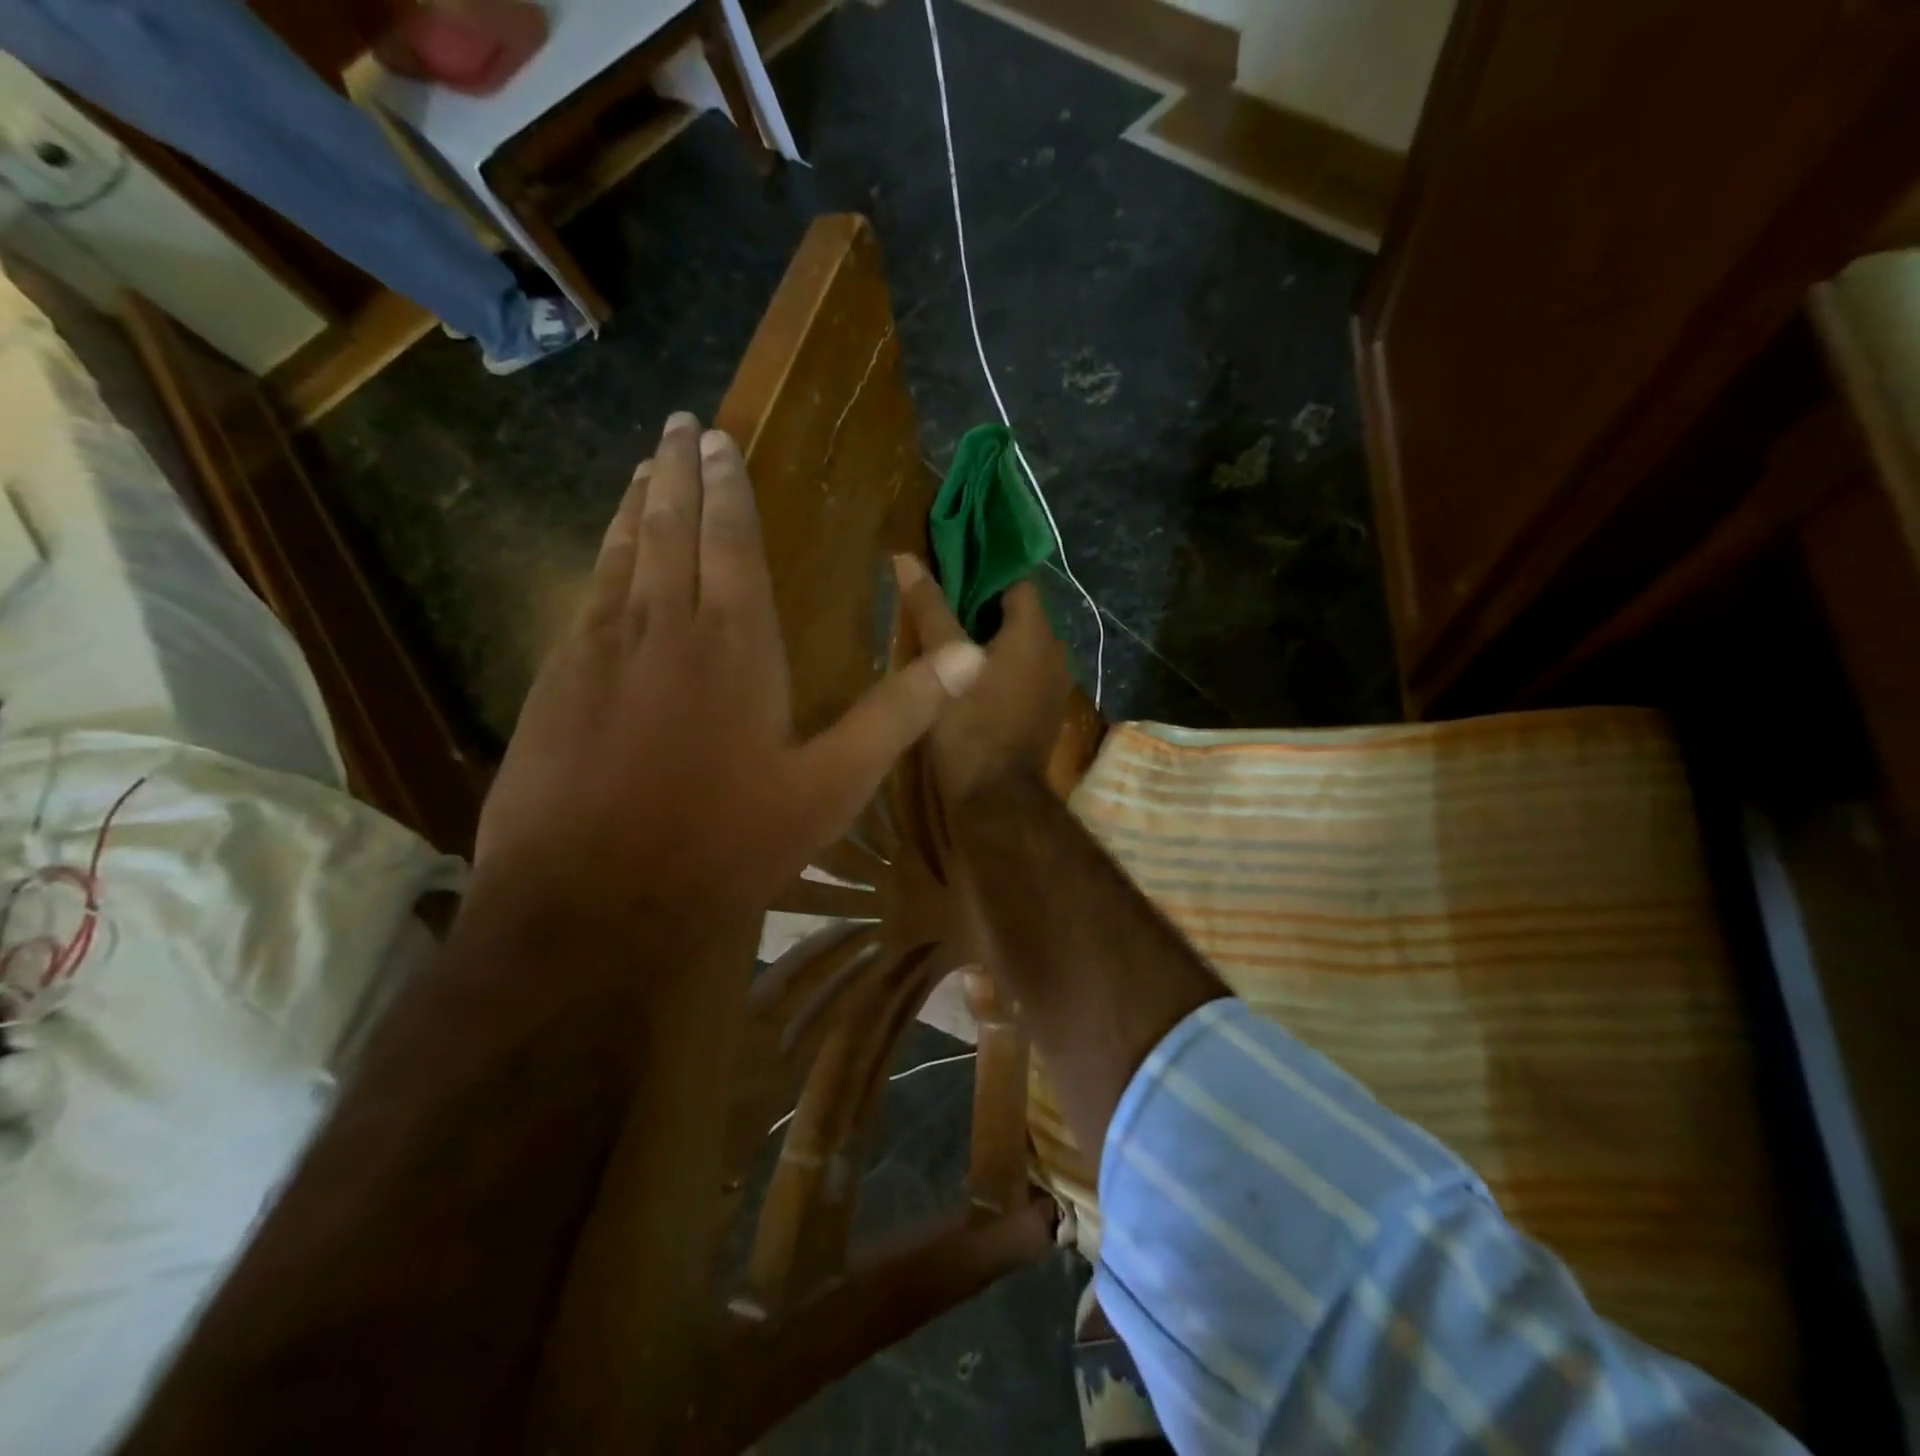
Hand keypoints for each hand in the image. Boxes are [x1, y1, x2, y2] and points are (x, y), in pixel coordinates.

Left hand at [472, 413, 987, 927]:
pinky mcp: (556, 683)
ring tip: (642, 467)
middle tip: (679, 426)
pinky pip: (583, 598)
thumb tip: (973, 656)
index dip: (727, 487)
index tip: (718, 438)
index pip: (732, 540)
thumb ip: (900, 713)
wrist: (598, 903)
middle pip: (669, 528)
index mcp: (736, 643)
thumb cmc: (730, 842)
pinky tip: (601, 556)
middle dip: (678, 473)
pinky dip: (598, 560)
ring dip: (633, 505)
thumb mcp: (834, 785)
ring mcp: (600, 652)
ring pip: (620, 555)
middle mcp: (664, 627)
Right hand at [892, 554, 1071, 806]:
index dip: (985, 566)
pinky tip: (968, 673)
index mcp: (1036, 633)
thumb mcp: (942, 662)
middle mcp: (1055, 652)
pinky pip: (1024, 671)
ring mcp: (1055, 684)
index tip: (951, 563)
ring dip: (991, 635)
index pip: (1017, 578)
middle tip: (941, 599)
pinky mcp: (1045, 710)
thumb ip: (929, 608)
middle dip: (983, 601)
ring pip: (1022, 643)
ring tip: (949, 634)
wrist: (996, 800)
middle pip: (1019, 611)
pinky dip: (1000, 663)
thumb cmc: (969, 724)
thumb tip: (906, 559)